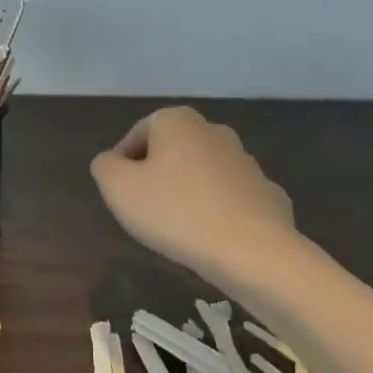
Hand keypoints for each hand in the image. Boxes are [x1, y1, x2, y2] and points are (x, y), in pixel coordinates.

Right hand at [91, 106, 297, 285]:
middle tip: (145, 210)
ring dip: (188, 193)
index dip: (123, 163)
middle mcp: (214, 131)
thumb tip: (112, 162)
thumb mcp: (117, 187)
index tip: (120, 194)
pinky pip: (231, 198)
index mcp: (177, 121)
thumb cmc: (175, 211)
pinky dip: (218, 212)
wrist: (252, 251)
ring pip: (203, 173)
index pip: (138, 134)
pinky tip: (211, 237)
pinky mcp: (268, 193)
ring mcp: (246, 161)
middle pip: (172, 151)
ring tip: (177, 228)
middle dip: (157, 176)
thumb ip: (105, 166)